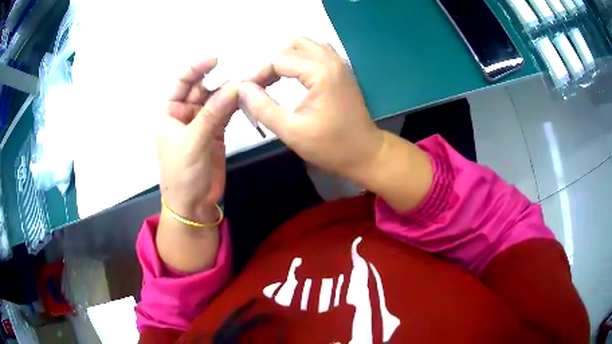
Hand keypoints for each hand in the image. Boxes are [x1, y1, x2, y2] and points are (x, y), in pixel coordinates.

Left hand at [157, 58, 237, 222]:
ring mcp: (201, 122)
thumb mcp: (193, 140)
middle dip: (218, 80)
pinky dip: (236, 106)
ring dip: (230, 92)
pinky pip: (226, 113)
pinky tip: (247, 98)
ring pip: (216, 100)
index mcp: (169, 112)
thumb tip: (235, 87)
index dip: (196, 68)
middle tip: (241, 72)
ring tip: (248, 83)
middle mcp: (185, 113)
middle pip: (202, 88)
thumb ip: (213, 113)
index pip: (181, 82)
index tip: (216, 59)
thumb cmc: (182, 173)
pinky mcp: (216, 132)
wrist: (193, 204)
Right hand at [238, 38, 385, 182]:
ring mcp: (339, 63)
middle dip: (270, 62)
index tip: (245, 91)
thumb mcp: (292, 131)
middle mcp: (331, 60)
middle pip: (291, 45)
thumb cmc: (331, 146)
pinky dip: (299, 60)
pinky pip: (315, 53)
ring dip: (285, 58)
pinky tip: (292, 77)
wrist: (365, 153)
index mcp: (321, 71)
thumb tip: (242, 89)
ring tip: (272, 80)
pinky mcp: (341, 70)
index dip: (257, 73)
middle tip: (259, 85)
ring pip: (304, 46)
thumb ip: (263, 108)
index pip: (278, 59)